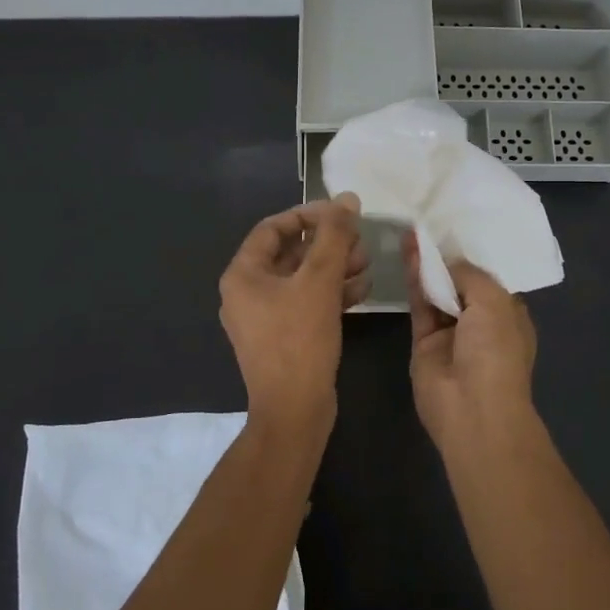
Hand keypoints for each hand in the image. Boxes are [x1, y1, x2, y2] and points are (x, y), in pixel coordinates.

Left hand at [220, 195, 368, 423]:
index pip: (273, 228)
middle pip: (290, 253)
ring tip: (367, 263)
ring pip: (302, 279)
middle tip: (360, 241)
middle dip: (328, 244)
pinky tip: (362, 290)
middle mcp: (247, 292)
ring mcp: (265, 317)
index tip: (342, 214)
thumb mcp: (319, 282)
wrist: (295, 411)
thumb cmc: (299, 340)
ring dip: (335, 267)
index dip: (308, 215)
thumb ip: (334, 237)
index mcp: (243, 275)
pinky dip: (332, 293)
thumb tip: (347, 198)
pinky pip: (307, 303)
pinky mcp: (284, 337)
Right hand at [403, 233, 537, 451]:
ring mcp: (451, 333)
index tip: (456, 228)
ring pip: (437, 291)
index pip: (489, 279)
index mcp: (508, 314)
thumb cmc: (495, 352)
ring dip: (427, 264)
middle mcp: (480, 322)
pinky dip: (414, 279)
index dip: (473, 255)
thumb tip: (449, 262)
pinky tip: (408, 251)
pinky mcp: (424, 342)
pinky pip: (419, 304)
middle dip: (446, 257)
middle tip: (429, 224)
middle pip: (460, 283)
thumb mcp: (494, 302)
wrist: (472, 408)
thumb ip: (470, 274)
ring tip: (413, 231)